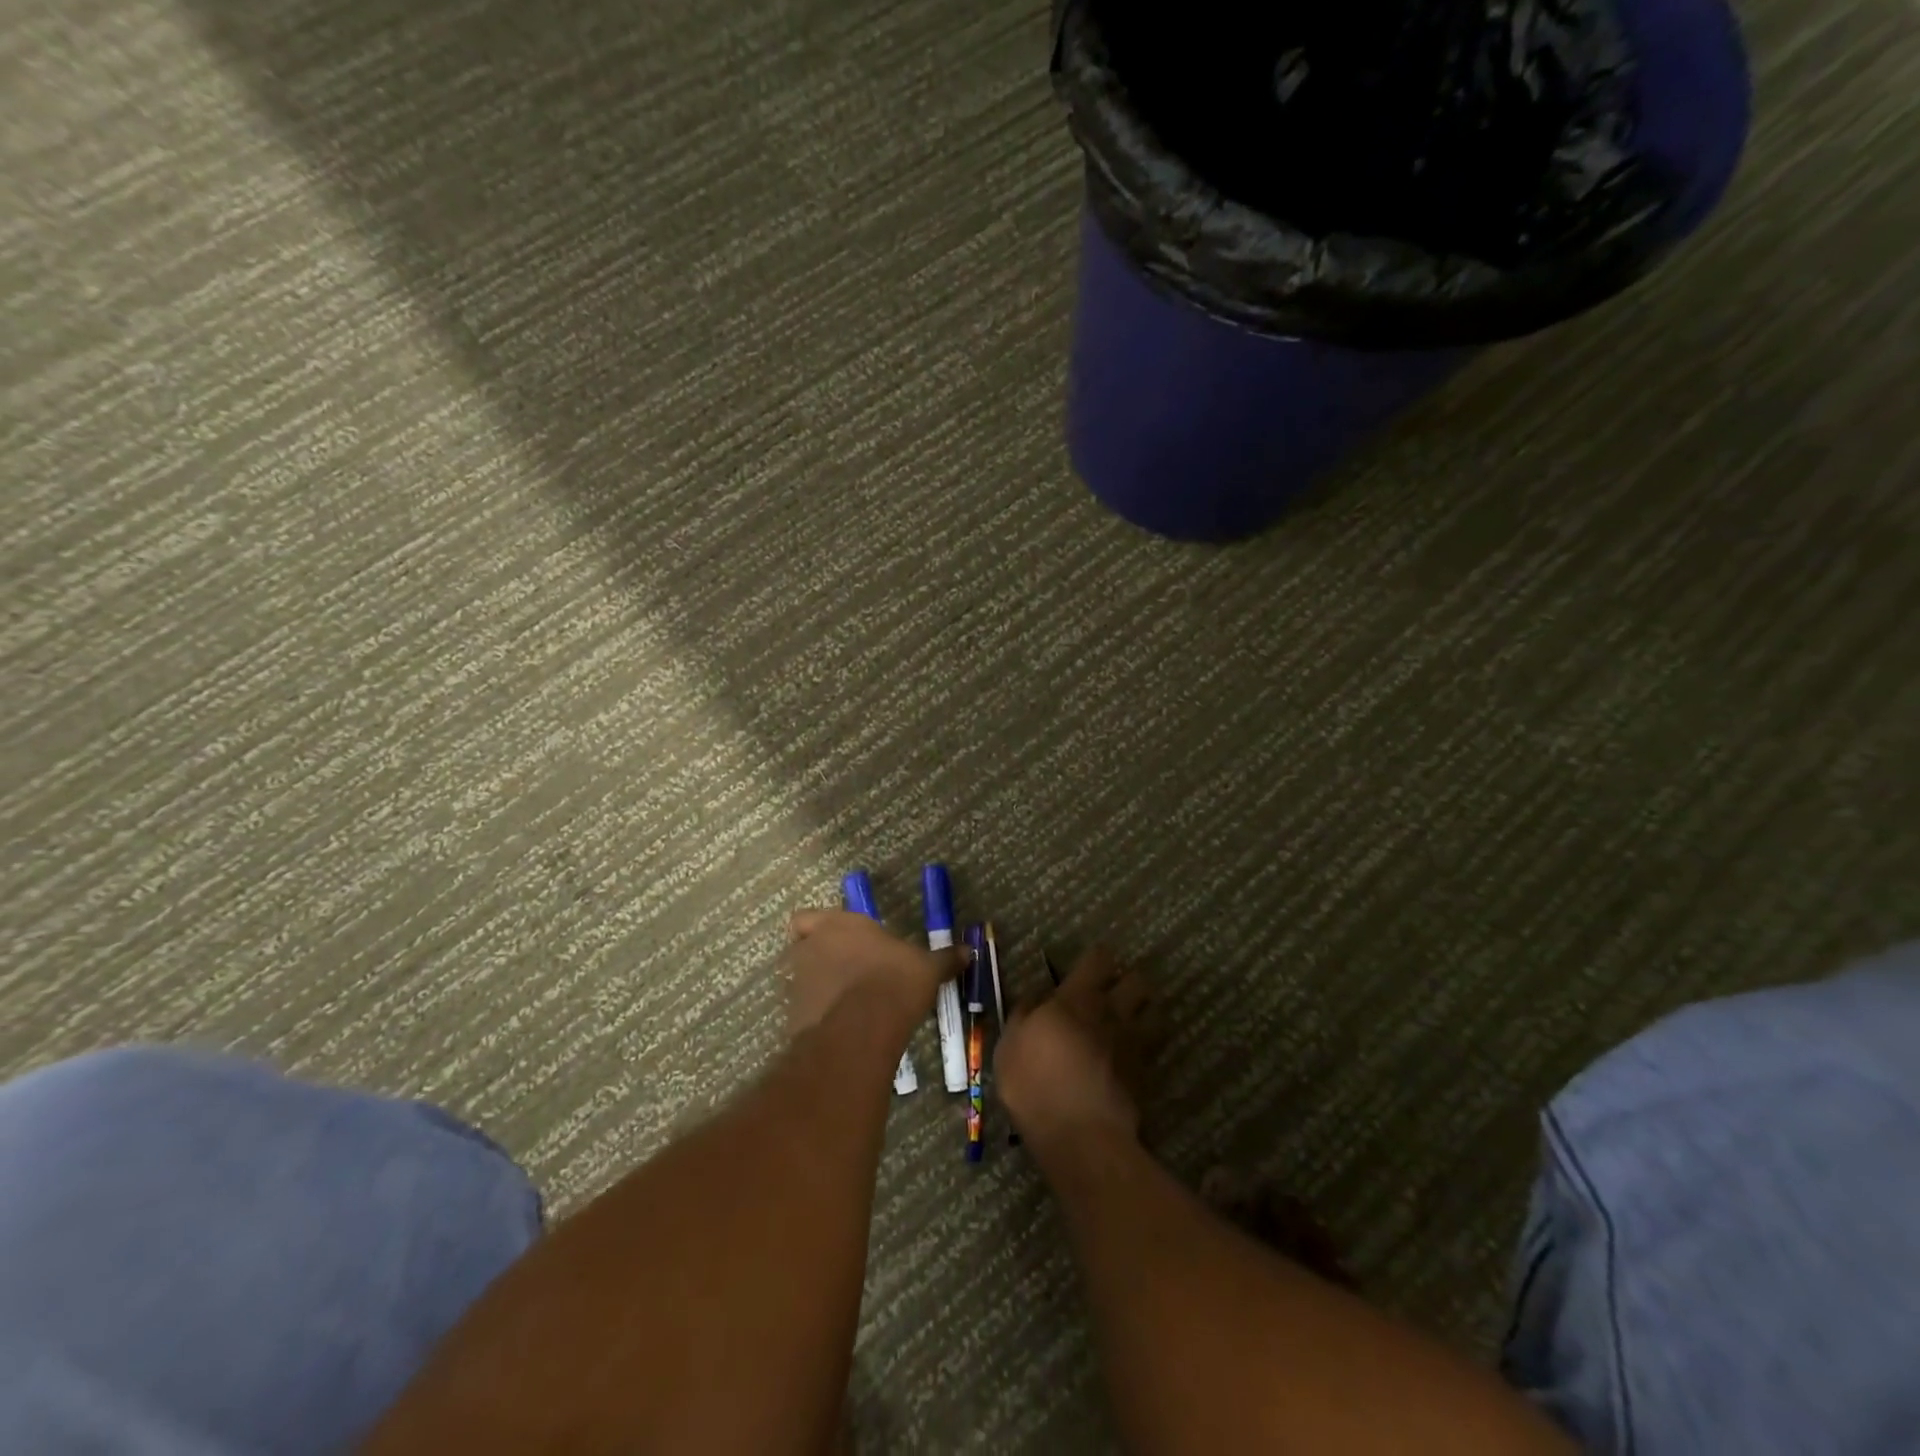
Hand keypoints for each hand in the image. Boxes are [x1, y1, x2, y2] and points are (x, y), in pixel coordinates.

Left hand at [784, 908, 953, 1039]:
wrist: (863, 1028)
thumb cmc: (894, 980)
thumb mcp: (927, 968)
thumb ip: (944, 958)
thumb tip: (969, 951)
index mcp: (838, 924)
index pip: (806, 918)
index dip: (816, 928)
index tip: (836, 940)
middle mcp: (811, 948)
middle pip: (801, 948)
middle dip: (818, 959)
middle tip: (845, 973)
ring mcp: (798, 984)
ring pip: (801, 981)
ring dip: (817, 989)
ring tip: (846, 1005)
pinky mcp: (794, 1017)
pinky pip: (804, 1013)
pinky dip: (818, 1018)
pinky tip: (842, 1028)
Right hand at [995, 946, 1155, 1152]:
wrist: (1079, 1136)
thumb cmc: (1035, 1084)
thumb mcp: (1010, 1044)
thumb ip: (1024, 1013)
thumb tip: (1035, 995)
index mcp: (1076, 998)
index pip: (1099, 960)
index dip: (1097, 959)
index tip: (1089, 966)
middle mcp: (1111, 1013)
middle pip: (1137, 980)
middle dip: (1128, 981)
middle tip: (1113, 993)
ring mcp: (1133, 1043)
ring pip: (1155, 1010)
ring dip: (1145, 1008)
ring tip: (1131, 1018)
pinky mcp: (1145, 1074)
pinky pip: (1152, 1047)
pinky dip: (1146, 1045)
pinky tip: (1132, 1055)